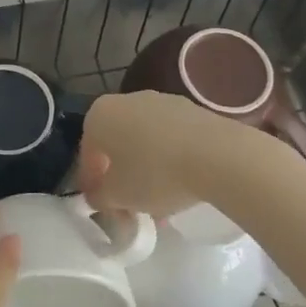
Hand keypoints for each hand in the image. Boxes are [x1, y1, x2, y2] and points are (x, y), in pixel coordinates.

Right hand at [77, 90, 272, 215]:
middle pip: (116, 144)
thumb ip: (99, 197)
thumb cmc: (155, 174)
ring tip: (160, 201)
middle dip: (120, 175)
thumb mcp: (118, 196)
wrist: (218, 155)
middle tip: (129, 204)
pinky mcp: (192, 109)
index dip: (91, 183)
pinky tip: (181, 184)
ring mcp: (162, 101)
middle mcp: (126, 100)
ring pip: (144, 141)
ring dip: (146, 169)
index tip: (102, 206)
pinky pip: (171, 138)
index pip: (87, 153)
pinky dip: (170, 159)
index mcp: (99, 115)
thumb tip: (98, 196)